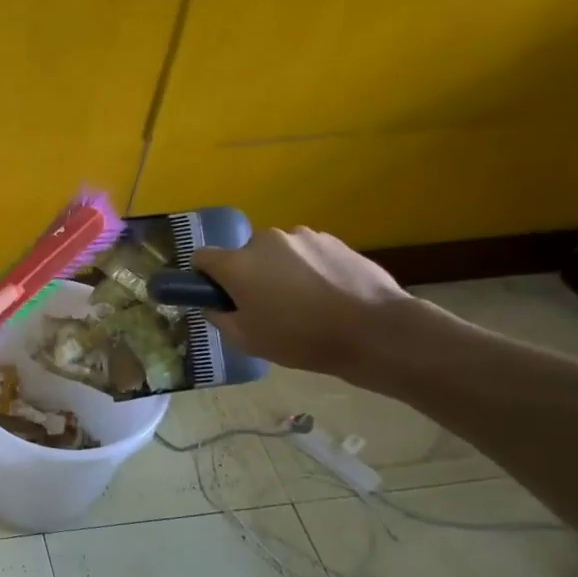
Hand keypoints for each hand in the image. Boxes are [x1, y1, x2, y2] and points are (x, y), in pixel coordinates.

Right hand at [193, 227, 421, 380]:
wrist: (375, 331)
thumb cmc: (301, 339)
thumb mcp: (247, 340)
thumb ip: (220, 317)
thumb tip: (215, 304)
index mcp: (237, 264)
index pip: (202, 258)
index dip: (205, 277)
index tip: (220, 296)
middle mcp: (264, 241)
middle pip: (243, 255)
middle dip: (249, 275)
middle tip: (267, 306)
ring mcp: (302, 236)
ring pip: (277, 253)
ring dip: (280, 271)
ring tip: (304, 302)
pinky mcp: (333, 239)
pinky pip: (307, 253)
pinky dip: (309, 269)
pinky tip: (328, 294)